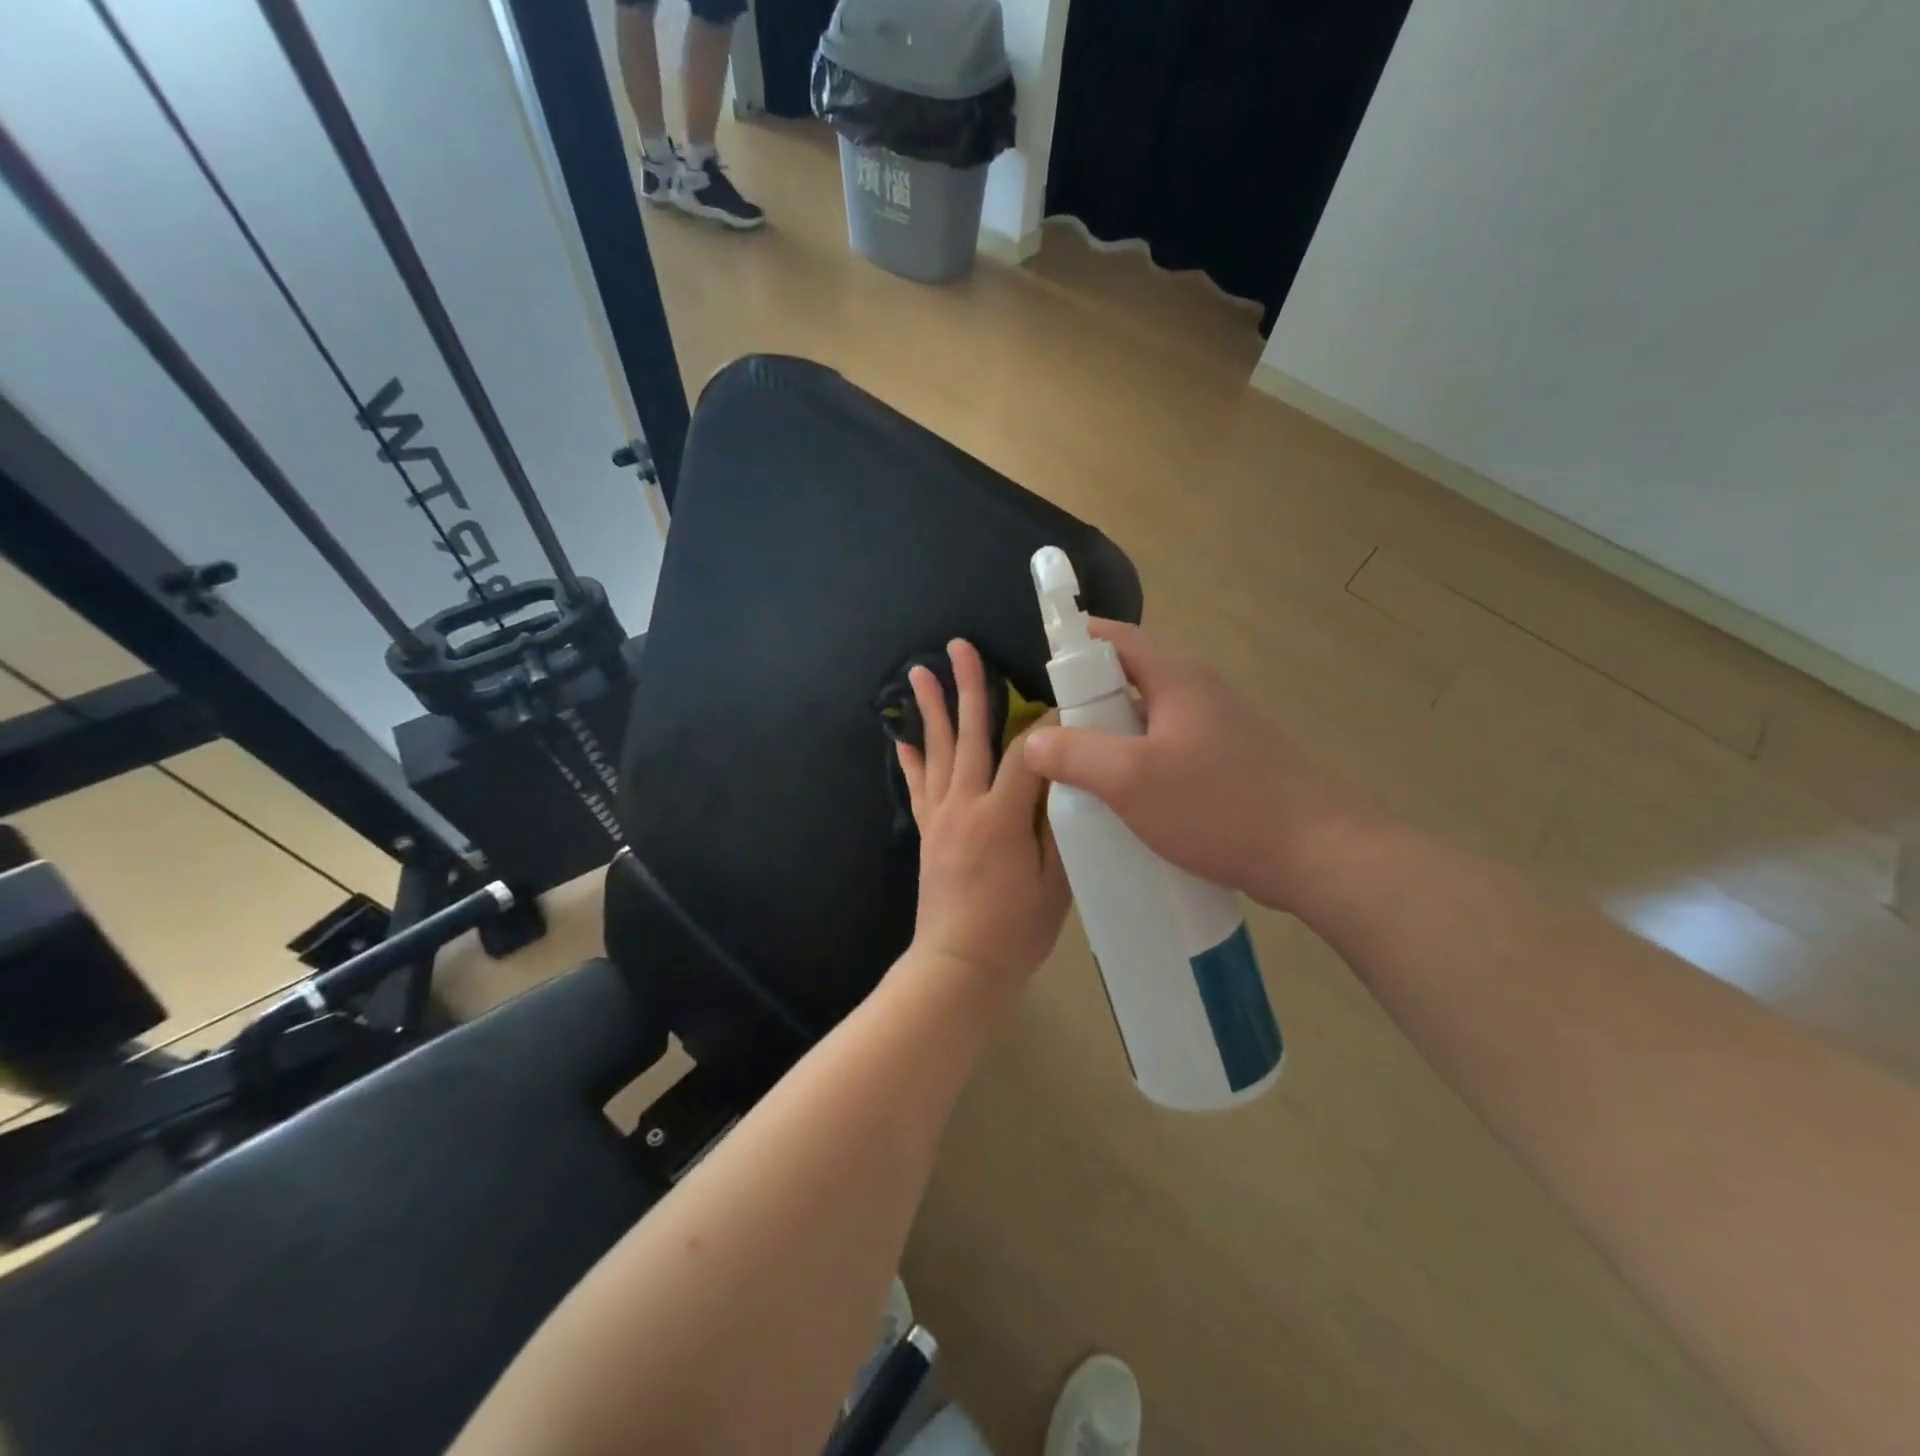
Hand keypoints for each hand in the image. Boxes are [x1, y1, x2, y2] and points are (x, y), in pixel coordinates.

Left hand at [896, 640, 1069, 994]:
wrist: (959, 966)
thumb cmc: (1015, 930)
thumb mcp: (1056, 883)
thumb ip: (1059, 826)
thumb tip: (1066, 779)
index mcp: (1001, 816)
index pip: (1028, 753)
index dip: (1048, 722)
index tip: (1064, 694)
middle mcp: (964, 805)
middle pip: (969, 735)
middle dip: (968, 687)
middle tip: (959, 646)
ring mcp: (940, 817)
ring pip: (936, 752)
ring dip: (929, 710)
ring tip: (918, 672)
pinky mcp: (927, 832)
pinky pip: (917, 787)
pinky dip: (910, 759)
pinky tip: (900, 737)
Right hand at [1022, 620, 1374, 910]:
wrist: (1317, 854)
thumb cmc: (1219, 806)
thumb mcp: (1132, 780)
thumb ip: (1075, 754)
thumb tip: (1034, 741)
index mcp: (1178, 680)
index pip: (1118, 639)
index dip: (1077, 642)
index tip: (1042, 667)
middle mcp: (1201, 693)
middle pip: (1132, 679)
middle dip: (1089, 701)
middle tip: (1053, 733)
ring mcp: (1221, 730)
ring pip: (1151, 720)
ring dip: (1115, 737)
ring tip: (1081, 770)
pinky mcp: (1232, 764)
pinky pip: (1172, 750)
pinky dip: (1142, 763)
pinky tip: (1128, 801)